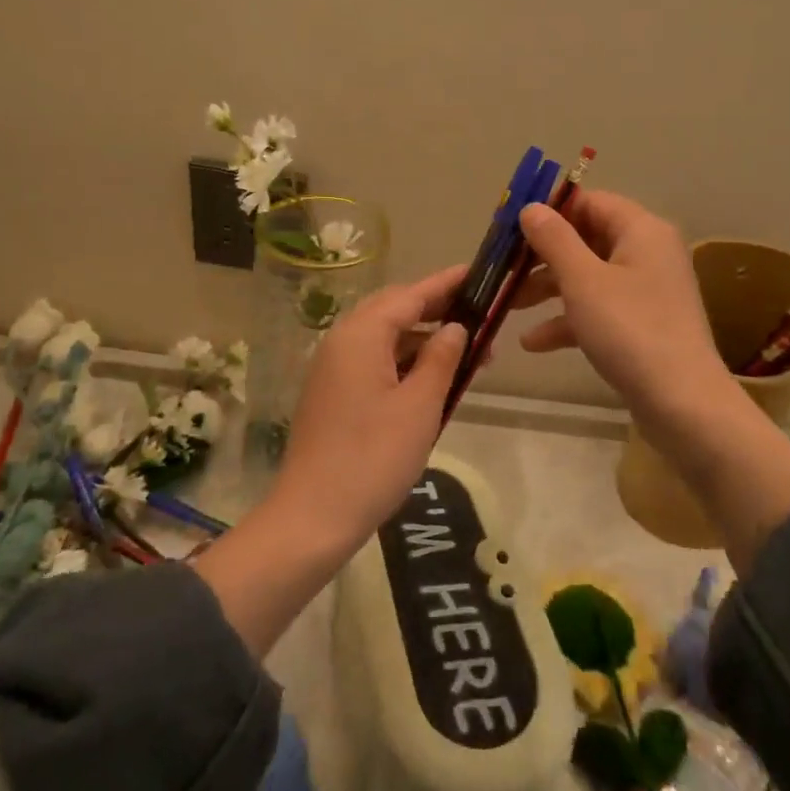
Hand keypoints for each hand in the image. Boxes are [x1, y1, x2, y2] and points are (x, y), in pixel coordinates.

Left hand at [269, 265, 469, 548]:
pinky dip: (403, 360)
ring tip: (466, 351)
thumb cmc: (373, 457)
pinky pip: (373, 359)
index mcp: (361, 335)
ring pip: (384, 336)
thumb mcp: (420, 406)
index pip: (411, 295)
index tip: (477, 273)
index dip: (446, 283)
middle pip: (394, 309)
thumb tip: (455, 327)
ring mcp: (332, 367)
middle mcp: (342, 341)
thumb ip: (440, 358)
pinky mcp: (332, 392)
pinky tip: (430, 377)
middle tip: (477, 312)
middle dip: (436, 308)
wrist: (312, 517)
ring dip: (422, 338)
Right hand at [514, 190, 789, 568]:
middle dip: (542, 255)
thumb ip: (554, 239)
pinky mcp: (642, 325)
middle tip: (503, 268)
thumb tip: (531, 208)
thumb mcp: (582, 280)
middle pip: (586, 239)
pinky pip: (598, 309)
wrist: (684, 406)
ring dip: (548, 289)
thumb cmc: (630, 331)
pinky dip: (567, 320)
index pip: (590, 202)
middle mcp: (648, 253)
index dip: (550, 210)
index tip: (511, 226)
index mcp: (641, 231)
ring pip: (588, 276)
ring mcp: (646, 292)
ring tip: (508, 305)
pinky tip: (533, 342)